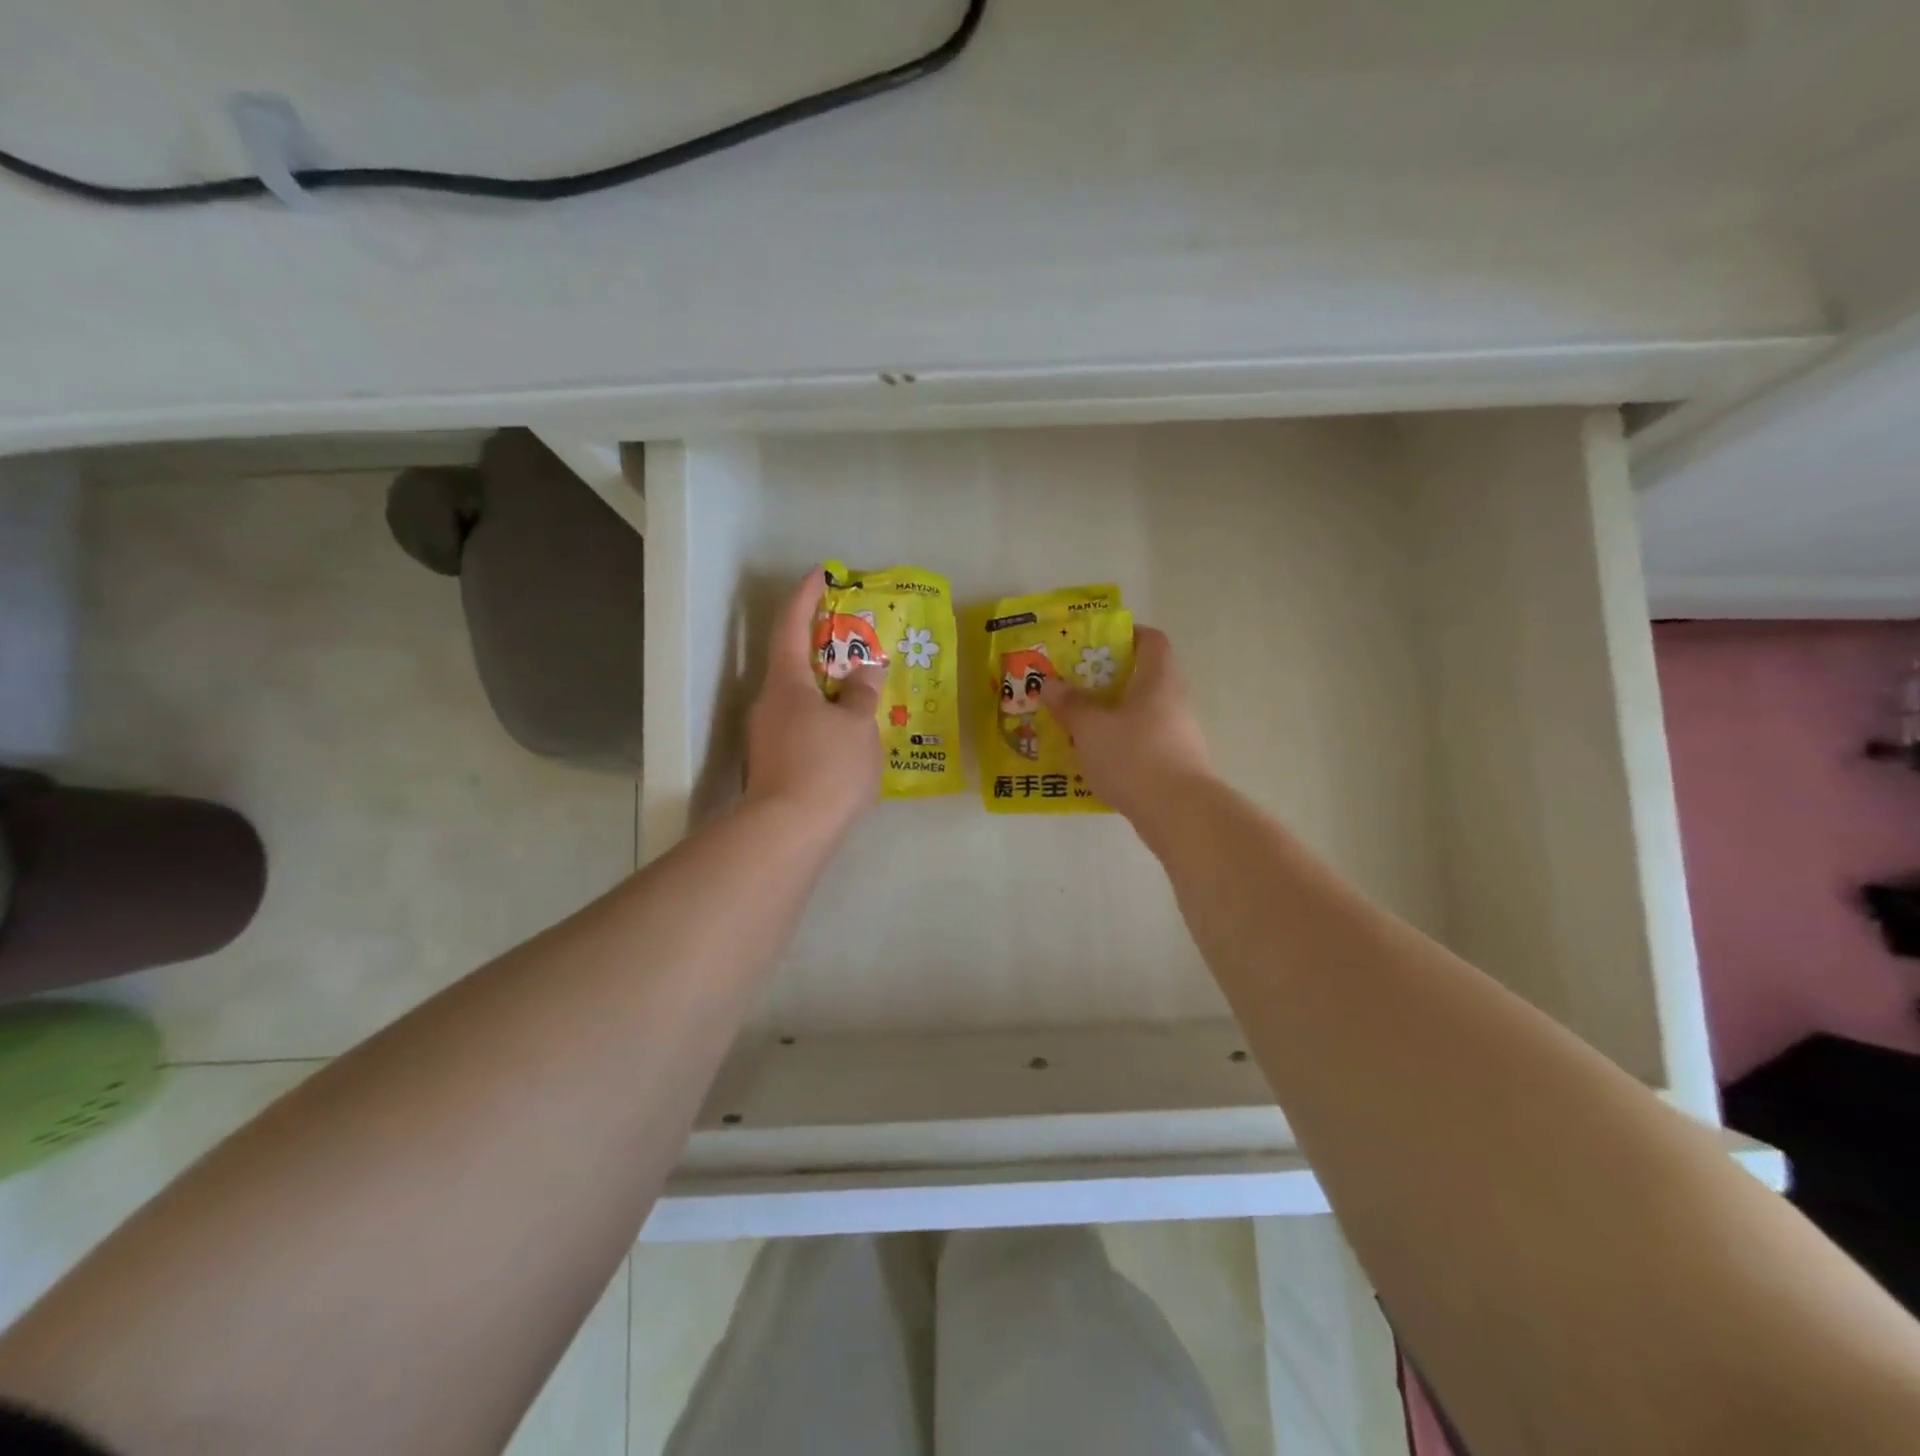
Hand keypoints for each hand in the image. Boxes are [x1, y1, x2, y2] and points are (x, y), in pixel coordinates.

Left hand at [744, 568, 886, 833]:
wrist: (788, 832)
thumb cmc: (826, 767)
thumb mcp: (857, 727)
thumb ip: (862, 694)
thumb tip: (866, 670)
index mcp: (786, 683)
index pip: (791, 626)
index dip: (805, 597)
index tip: (819, 574)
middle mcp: (769, 704)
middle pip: (794, 665)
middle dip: (823, 651)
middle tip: (857, 645)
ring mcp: (767, 737)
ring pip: (800, 702)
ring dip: (827, 692)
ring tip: (863, 696)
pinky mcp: (773, 766)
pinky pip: (803, 729)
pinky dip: (825, 723)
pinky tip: (849, 739)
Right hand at [1041, 626, 1212, 822]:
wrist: (1178, 813)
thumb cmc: (1134, 756)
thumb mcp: (1090, 727)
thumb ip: (1069, 704)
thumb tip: (1050, 684)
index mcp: (1157, 680)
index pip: (1151, 640)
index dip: (1126, 634)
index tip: (1096, 643)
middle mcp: (1173, 701)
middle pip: (1143, 678)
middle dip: (1107, 680)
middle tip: (1073, 687)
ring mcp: (1178, 735)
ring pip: (1140, 714)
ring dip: (1111, 716)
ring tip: (1076, 725)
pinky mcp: (1174, 765)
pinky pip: (1142, 744)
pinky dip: (1119, 745)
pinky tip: (1093, 760)